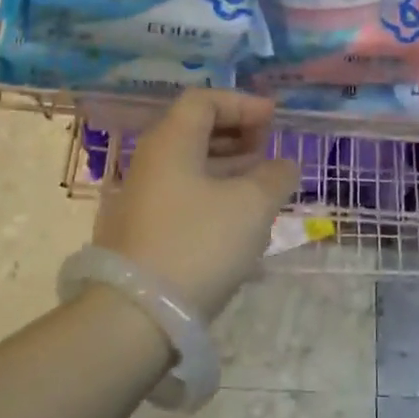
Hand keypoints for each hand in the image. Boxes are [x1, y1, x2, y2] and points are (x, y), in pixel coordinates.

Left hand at [95, 90, 300, 319]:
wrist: (135, 317)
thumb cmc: (198, 244)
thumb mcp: (251, 206)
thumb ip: (274, 177)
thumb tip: (283, 165)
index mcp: (171, 142)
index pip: (204, 100)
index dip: (242, 104)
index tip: (273, 119)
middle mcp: (150, 162)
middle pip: (194, 131)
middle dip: (236, 134)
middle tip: (268, 149)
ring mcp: (141, 200)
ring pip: (190, 167)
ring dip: (228, 168)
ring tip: (262, 185)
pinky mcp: (142, 233)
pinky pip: (183, 197)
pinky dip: (214, 195)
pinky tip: (238, 222)